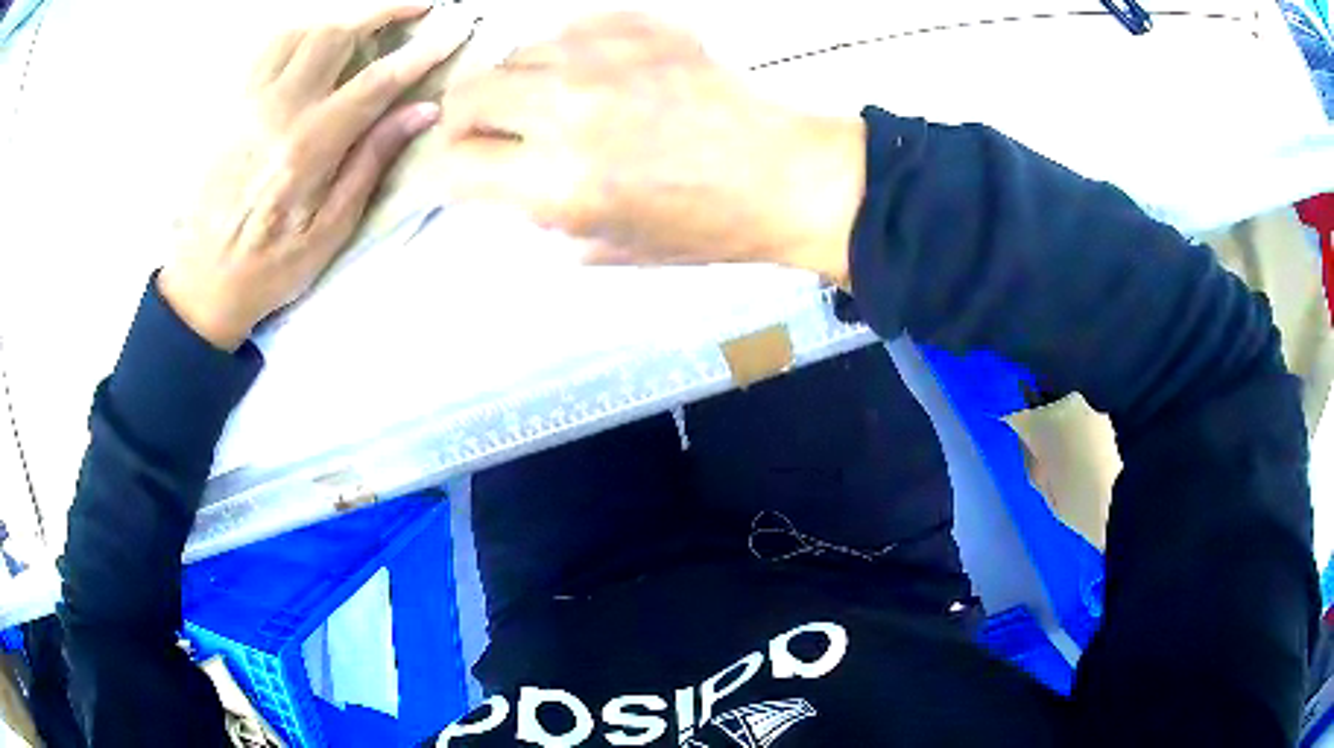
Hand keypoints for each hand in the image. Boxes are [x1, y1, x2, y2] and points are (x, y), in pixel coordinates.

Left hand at [159, 5, 470, 351]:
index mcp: (306, 148)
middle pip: (334, 35)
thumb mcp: (330, 229)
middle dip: (382, 13)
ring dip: (339, 21)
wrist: (202, 283)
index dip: (420, 52)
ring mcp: (246, 104)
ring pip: (299, 32)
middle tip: (417, 9)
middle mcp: (275, 111)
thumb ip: (372, 161)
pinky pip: (266, 49)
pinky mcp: (229, 107)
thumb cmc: (270, 267)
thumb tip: (421, 110)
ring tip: (364, 29)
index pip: (375, 81)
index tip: (454, 30)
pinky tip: (314, 45)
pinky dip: (299, 34)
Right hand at [436, 13, 865, 283]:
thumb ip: (539, 214)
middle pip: (466, 96)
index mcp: (557, 183)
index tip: (456, 171)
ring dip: (514, 81)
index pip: (453, 166)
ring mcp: (601, 59)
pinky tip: (588, 73)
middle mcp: (565, 110)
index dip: (445, 172)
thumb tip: (503, 183)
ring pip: (513, 54)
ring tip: (544, 99)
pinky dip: (562, 53)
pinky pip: (566, 29)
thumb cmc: (704, 226)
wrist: (784, 176)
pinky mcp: (636, 27)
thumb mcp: (607, 246)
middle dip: (463, 120)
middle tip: (486, 131)